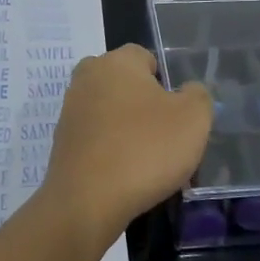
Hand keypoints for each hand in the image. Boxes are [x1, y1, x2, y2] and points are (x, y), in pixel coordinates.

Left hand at [43, 45, 211, 246]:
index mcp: (117, 61)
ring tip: (146, 162)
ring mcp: (70, 110)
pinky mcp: (61, 142)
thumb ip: (198, 95)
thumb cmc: (145, 149)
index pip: (146, 58)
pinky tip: (124, 175)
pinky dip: (110, 150)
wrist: (87, 202)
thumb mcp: (194, 118)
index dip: (166, 83)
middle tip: (164, 136)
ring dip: (126, 129)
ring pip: (109, 111)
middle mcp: (87, 76)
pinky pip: (96, 138)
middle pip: (125, 84)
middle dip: (144, 104)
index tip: (176, 114)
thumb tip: (188, 91)